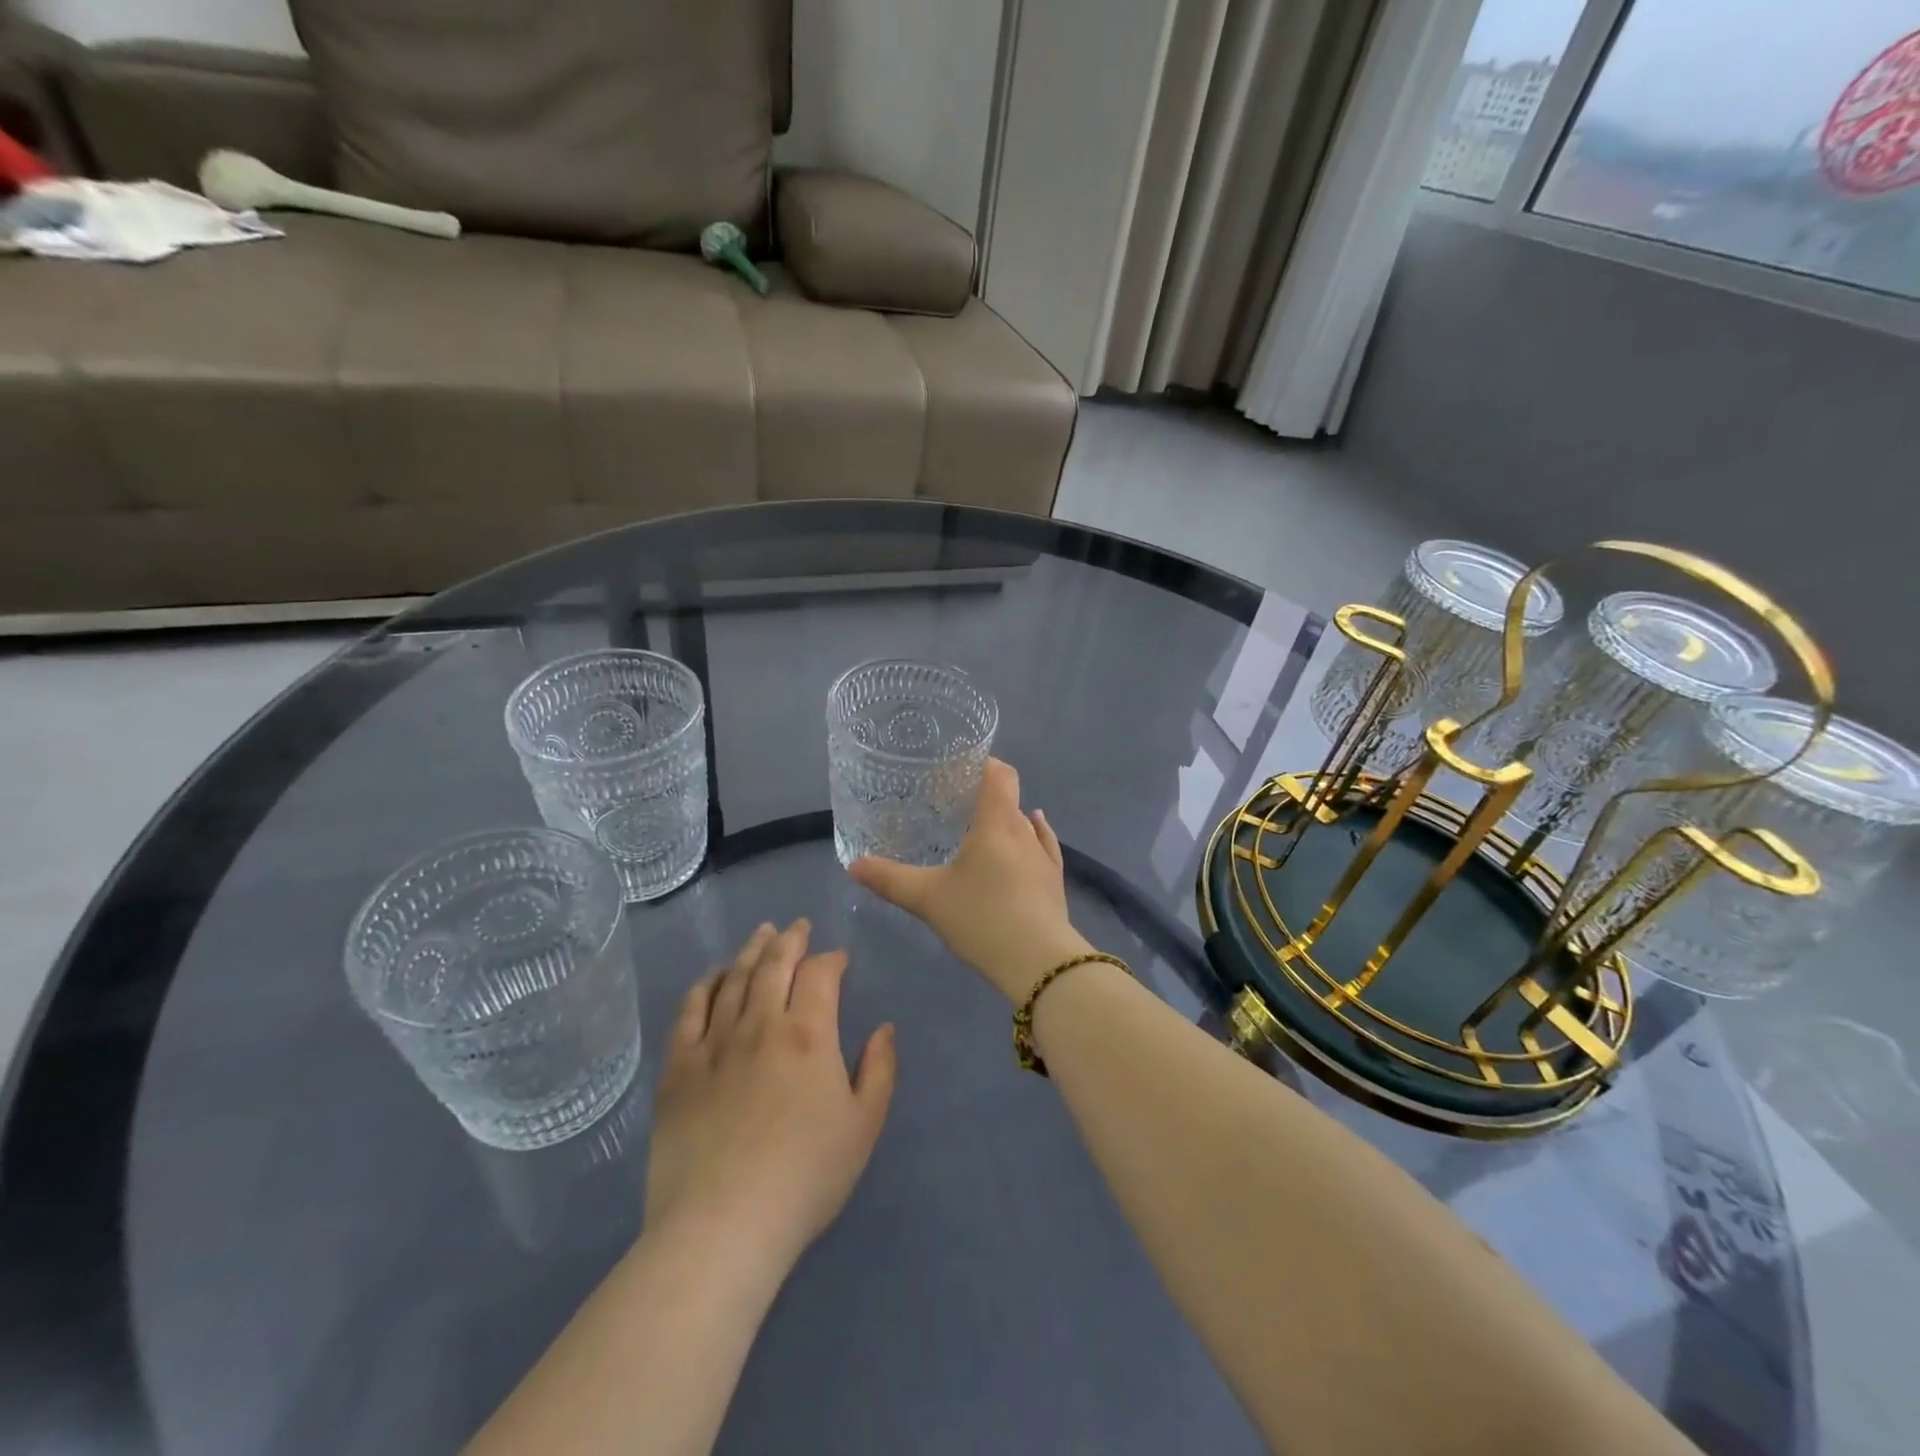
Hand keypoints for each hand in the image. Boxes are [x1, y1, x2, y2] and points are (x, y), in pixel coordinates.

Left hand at [643, 920, 896, 1278]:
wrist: (723, 1226)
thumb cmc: (805, 1178)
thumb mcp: (863, 1126)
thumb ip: (879, 1069)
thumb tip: (883, 1027)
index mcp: (808, 1033)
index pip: (820, 973)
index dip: (831, 958)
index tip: (839, 959)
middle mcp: (760, 1023)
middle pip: (774, 964)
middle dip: (790, 938)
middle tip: (797, 925)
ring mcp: (714, 1043)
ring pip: (734, 979)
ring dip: (750, 951)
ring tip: (760, 934)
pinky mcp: (678, 1068)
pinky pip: (689, 1011)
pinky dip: (705, 985)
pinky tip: (713, 975)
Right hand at [849, 759, 1091, 1002]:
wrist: (1040, 963)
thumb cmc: (982, 918)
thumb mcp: (929, 899)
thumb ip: (890, 879)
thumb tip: (854, 865)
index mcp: (996, 823)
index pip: (999, 774)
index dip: (982, 763)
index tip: (957, 767)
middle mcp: (1023, 831)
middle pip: (1007, 798)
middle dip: (983, 795)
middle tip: (951, 805)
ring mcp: (1043, 856)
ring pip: (1023, 824)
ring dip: (1003, 820)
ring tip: (977, 828)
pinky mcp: (1055, 881)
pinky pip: (1042, 845)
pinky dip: (1032, 835)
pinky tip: (1031, 832)